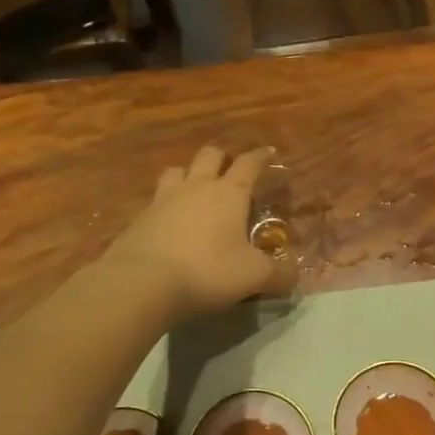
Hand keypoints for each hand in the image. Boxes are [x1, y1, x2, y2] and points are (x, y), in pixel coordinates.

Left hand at [105, 146, 287, 321]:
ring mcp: (163, 200)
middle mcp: (196, 187)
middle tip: (230, 170)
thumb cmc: (207, 271)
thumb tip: (295, 276)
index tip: (268, 151)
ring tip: (195, 189)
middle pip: (209, 156)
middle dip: (222, 158)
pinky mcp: (139, 218)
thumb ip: (278, 274)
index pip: (249, 164)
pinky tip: (169, 222)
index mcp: (229, 193)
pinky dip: (166, 205)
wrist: (141, 283)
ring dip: (188, 175)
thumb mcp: (253, 276)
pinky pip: (156, 200)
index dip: (260, 156)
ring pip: (177, 171)